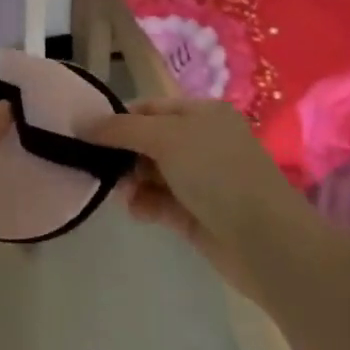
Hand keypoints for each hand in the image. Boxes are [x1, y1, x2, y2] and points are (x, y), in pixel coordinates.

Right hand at [83, 98, 315, 296]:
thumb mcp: (167, 138)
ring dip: (132, 181)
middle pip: (149, 141)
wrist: (267, 242)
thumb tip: (83, 123)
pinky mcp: (197, 215)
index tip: (87, 134)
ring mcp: (201, 180)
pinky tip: (137, 211)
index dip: (120, 118)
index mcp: (202, 113)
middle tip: (99, 168)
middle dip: (124, 154)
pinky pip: (161, 202)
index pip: (151, 107)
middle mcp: (202, 142)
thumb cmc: (218, 174)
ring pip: (153, 174)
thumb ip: (122, 129)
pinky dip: (146, 204)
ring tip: (123, 194)